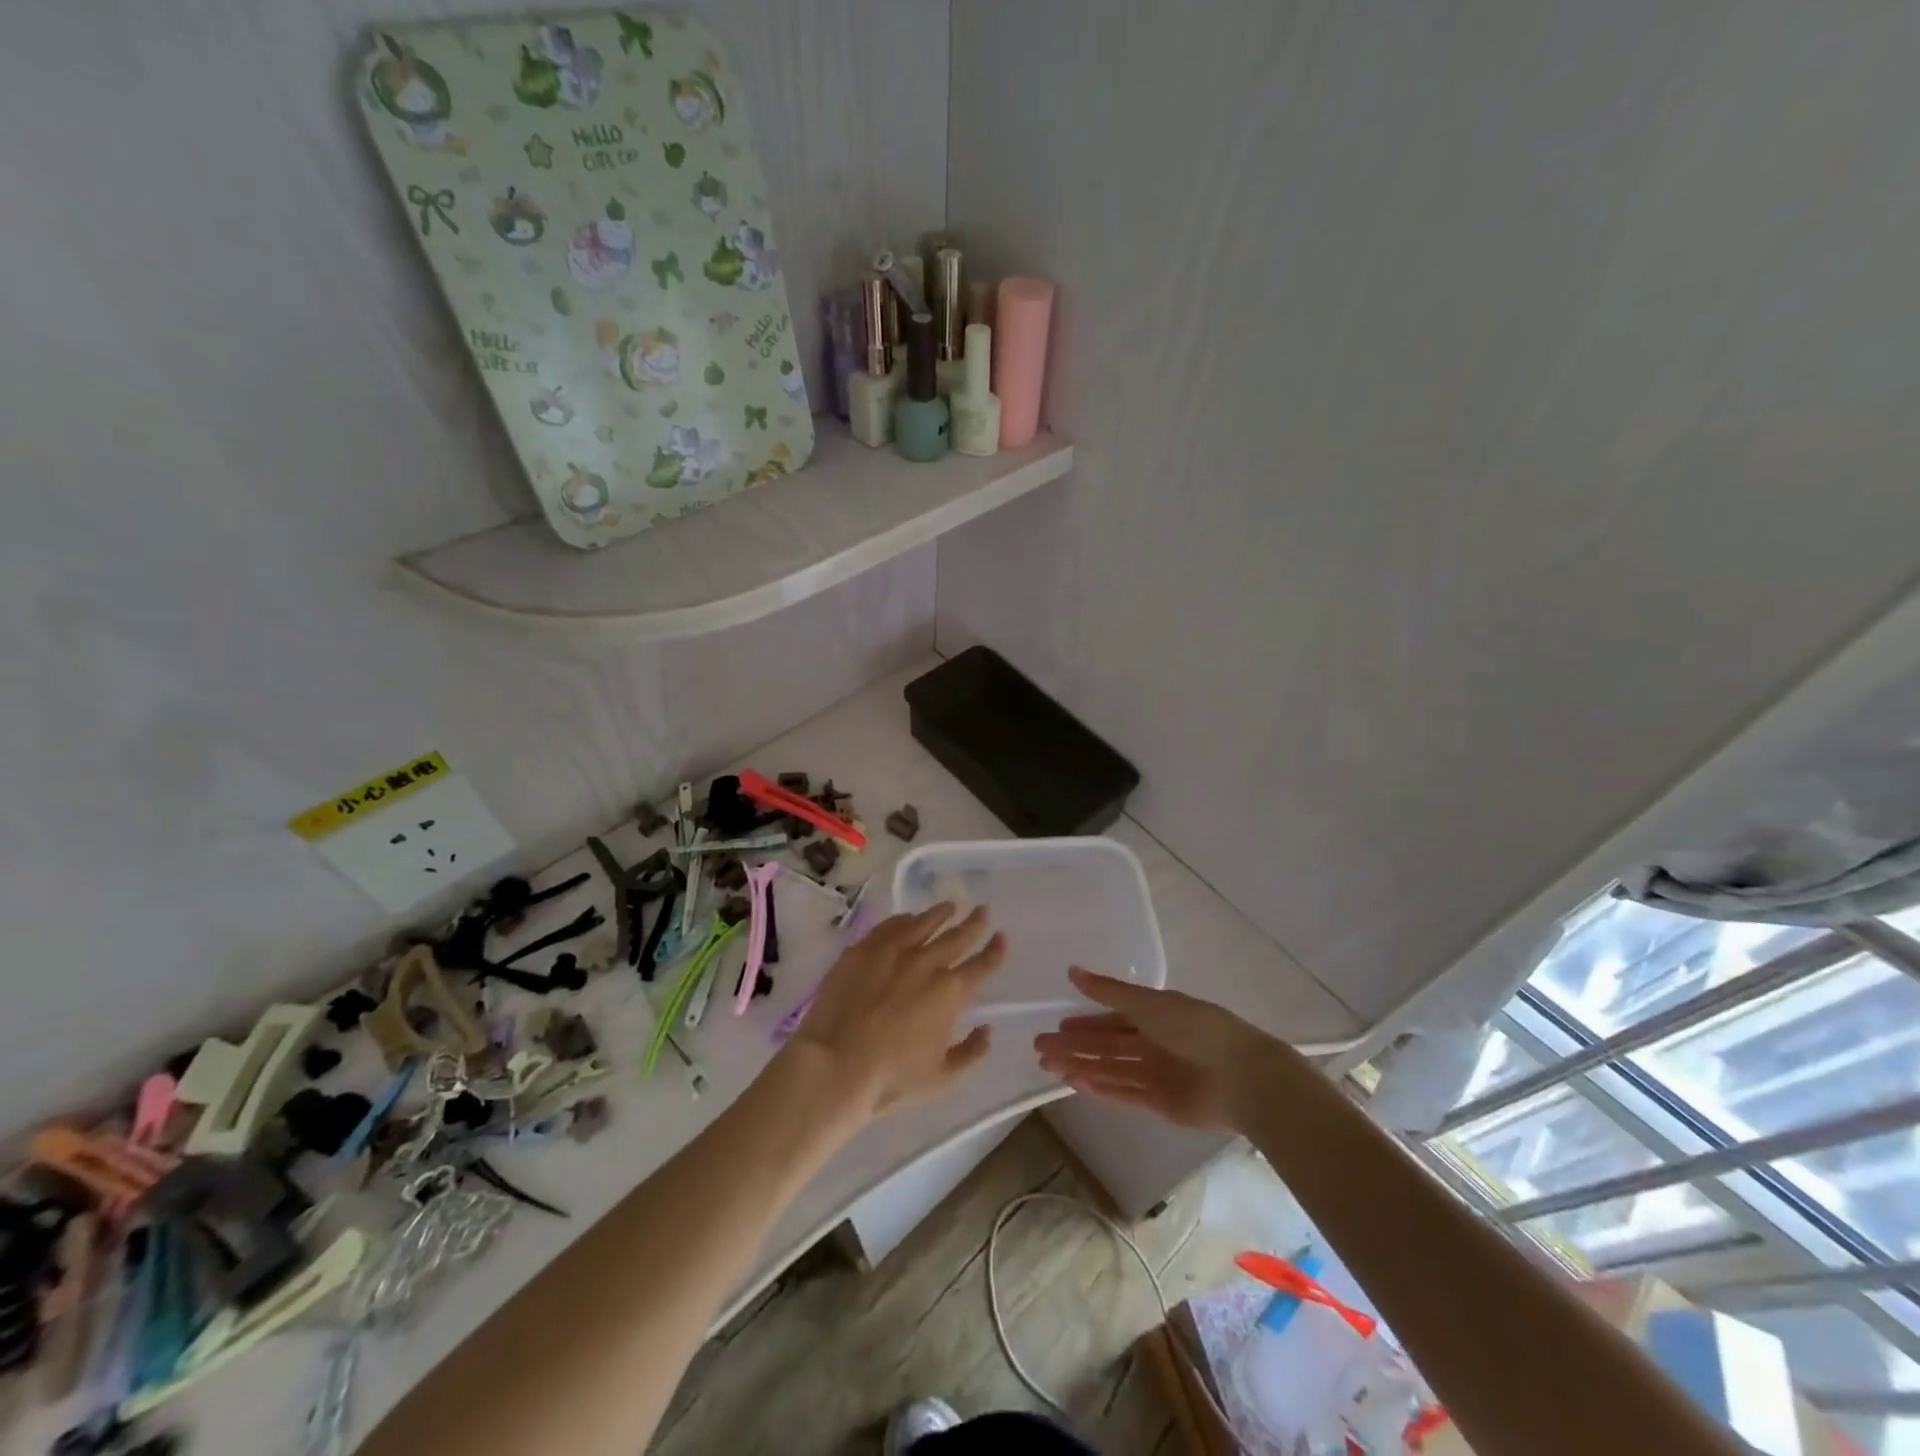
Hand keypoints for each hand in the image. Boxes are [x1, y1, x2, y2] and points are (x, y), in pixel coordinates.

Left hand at [787, 903, 1005, 1121]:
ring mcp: (893, 952)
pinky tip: (907, 918)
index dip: (995, 951)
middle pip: (957, 937)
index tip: (1002, 938)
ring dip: (939, 914)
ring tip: (949, 906)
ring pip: (923, 923)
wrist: (835, 1066)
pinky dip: (903, 920)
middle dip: (973, 923)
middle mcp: (927, 963)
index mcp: (951, 992)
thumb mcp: (943, 1078)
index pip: (982, 965)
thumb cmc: (892, 1079)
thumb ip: (971, 1052)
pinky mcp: (862, 950)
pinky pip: (889, 927)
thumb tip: (986, 1030)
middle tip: (982, 910)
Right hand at [1033, 968, 1278, 1130]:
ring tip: (1049, 1066)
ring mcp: (1156, 1075)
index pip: (1112, 1019)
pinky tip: (1075, 1084)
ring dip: (1080, 1067)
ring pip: (1110, 1070)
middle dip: (1075, 1046)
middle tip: (1040, 1047)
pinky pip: (1123, 1094)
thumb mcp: (1148, 1003)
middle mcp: (1154, 1044)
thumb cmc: (1195, 1028)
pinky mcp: (1160, 1104)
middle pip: (1106, 1046)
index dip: (1085, 1022)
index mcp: (1155, 1015)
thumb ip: (1109, 991)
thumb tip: (1072, 971)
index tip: (1057, 1025)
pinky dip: (1099, 1089)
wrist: (1241, 1077)